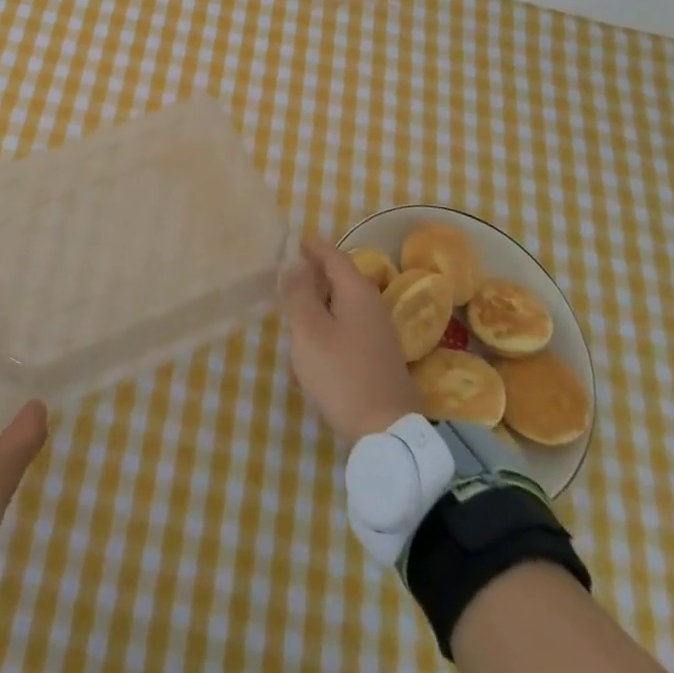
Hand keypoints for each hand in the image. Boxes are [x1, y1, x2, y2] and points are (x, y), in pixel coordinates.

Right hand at [281, 235, 421, 446]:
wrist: (387, 432)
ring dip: (316, 314)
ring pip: (340, 310)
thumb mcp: (309, 330)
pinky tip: (311, 363)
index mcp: (356, 291)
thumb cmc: (342, 373)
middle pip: (338, 281)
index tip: (295, 240)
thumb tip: (296, 262)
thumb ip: (299, 292)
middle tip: (286, 284)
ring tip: (293, 332)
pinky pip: (346, 334)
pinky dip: (327, 336)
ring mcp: (378, 333)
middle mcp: (372, 305)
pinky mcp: (378, 358)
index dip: (313, 246)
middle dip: (312, 281)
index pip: (333, 255)